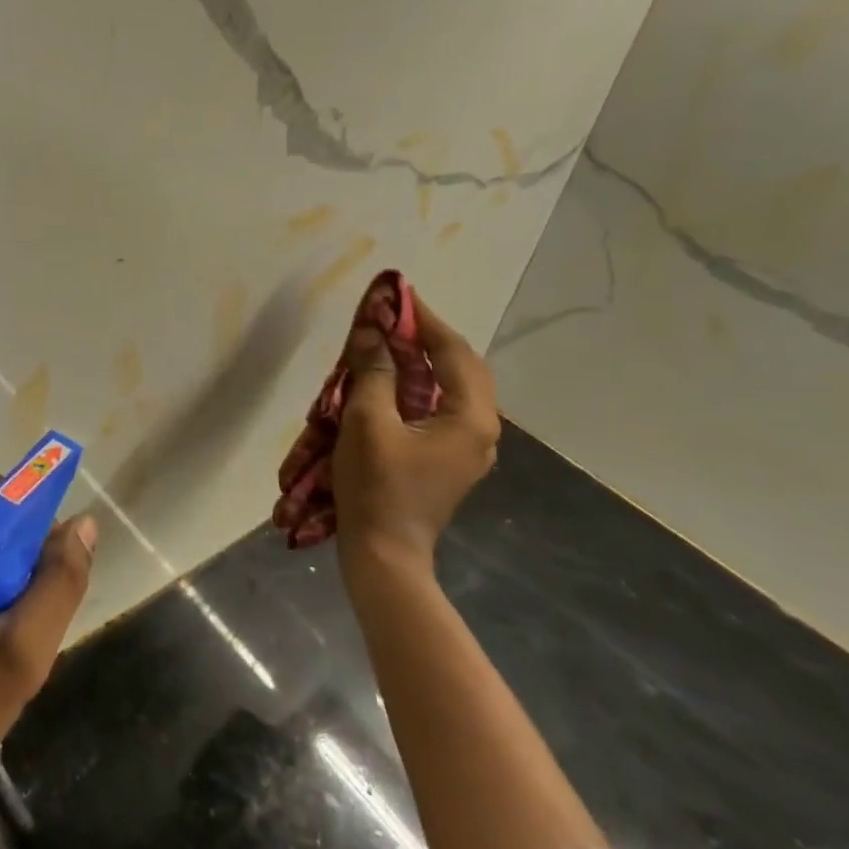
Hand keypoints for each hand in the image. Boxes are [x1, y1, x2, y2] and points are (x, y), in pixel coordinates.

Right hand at [332, 294, 499, 578]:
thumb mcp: (367, 420)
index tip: (399, 295)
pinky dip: (420, 386)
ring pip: (453, 388)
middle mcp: (480, 429)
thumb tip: (371, 331)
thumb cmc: (377, 486)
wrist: (384, 554)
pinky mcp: (449, 460)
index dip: (424, 320)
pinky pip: (441, 408)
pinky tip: (393, 381)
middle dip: (428, 338)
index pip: (453, 352)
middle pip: (461, 367)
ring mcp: (468, 447)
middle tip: (395, 317)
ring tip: (393, 341)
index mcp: (470, 417)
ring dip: (424, 362)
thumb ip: (373, 370)